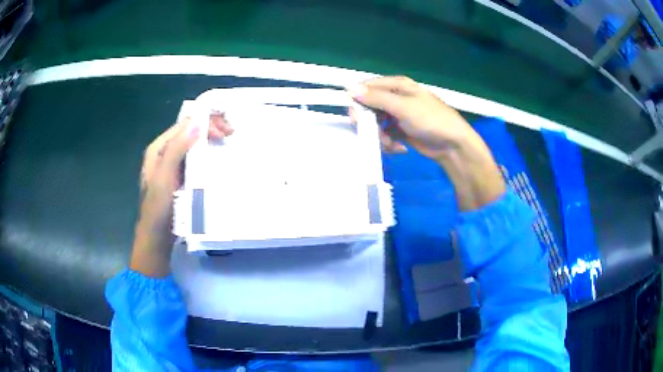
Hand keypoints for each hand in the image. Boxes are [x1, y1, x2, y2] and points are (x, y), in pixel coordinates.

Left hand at [130, 112, 232, 276]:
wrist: (157, 238)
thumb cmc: (158, 209)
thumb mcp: (165, 178)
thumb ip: (177, 149)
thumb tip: (197, 122)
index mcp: (158, 149)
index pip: (184, 125)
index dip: (205, 122)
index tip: (225, 131)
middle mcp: (165, 153)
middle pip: (189, 132)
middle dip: (209, 129)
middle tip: (230, 134)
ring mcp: (172, 165)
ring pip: (193, 144)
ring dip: (210, 140)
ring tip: (227, 142)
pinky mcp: (180, 177)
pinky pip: (194, 159)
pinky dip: (206, 154)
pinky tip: (217, 157)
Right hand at [349, 76, 504, 209]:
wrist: (453, 145)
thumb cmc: (431, 120)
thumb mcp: (403, 107)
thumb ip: (376, 98)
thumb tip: (350, 89)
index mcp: (398, 85)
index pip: (368, 87)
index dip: (358, 100)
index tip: (355, 116)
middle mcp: (396, 98)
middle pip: (370, 107)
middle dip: (369, 123)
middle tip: (372, 133)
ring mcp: (398, 115)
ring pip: (375, 123)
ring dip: (379, 136)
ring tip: (390, 144)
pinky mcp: (401, 131)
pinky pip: (385, 135)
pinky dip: (388, 143)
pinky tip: (398, 148)